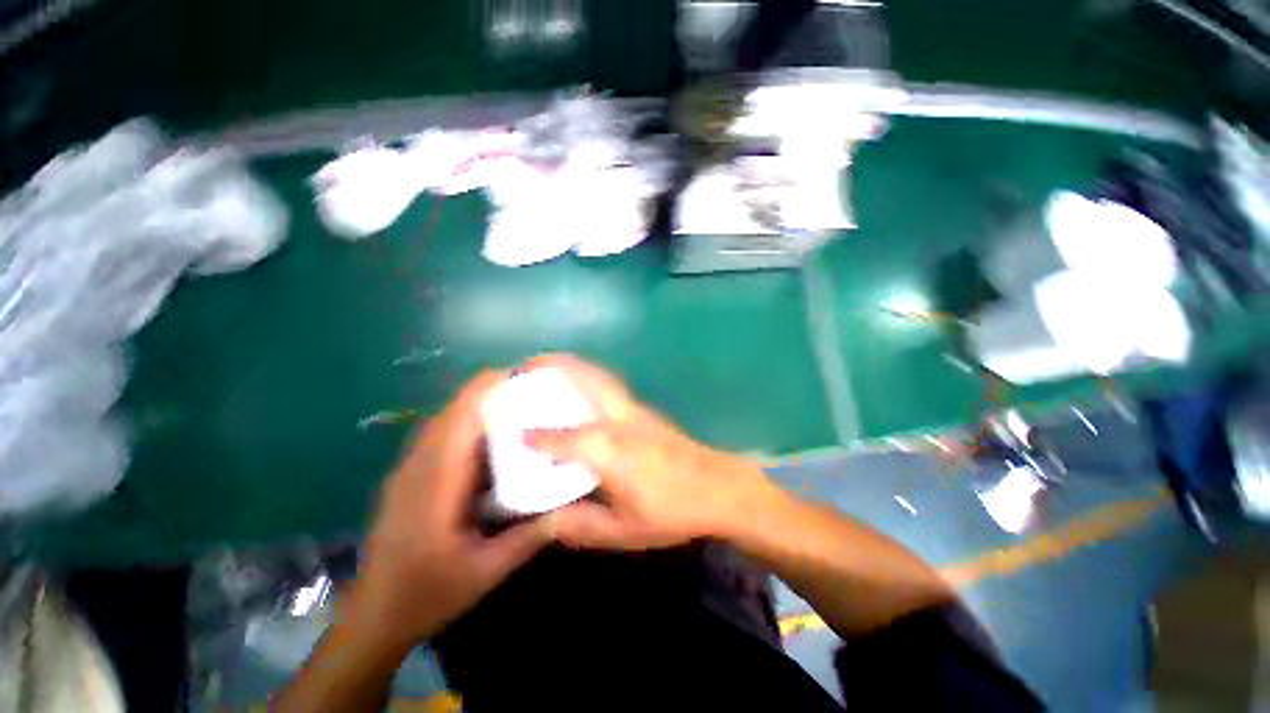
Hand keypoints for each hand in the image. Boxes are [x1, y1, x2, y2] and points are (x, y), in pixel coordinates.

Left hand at [346, 371, 552, 647]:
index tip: (526, 376)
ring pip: (448, 419)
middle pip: (455, 409)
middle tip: (534, 390)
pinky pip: (444, 435)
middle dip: (492, 391)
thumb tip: (568, 506)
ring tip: (521, 404)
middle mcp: (420, 464)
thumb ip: (528, 537)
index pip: (461, 416)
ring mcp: (412, 468)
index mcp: (436, 481)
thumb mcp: (486, 572)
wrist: (373, 616)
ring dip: (481, 404)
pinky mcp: (412, 475)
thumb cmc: (427, 594)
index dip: (490, 388)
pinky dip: (470, 424)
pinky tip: (496, 436)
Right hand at [524, 354, 774, 550]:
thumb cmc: (672, 511)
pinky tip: (579, 386)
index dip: (536, 437)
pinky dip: (587, 374)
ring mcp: (635, 409)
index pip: (563, 438)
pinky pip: (608, 383)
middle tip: (525, 364)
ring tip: (546, 365)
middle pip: (584, 379)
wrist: (717, 487)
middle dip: (552, 366)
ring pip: (598, 375)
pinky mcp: (644, 408)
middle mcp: (618, 420)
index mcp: (610, 451)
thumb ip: (582, 526)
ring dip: (570, 364)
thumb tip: (546, 521)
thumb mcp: (625, 531)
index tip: (515, 434)